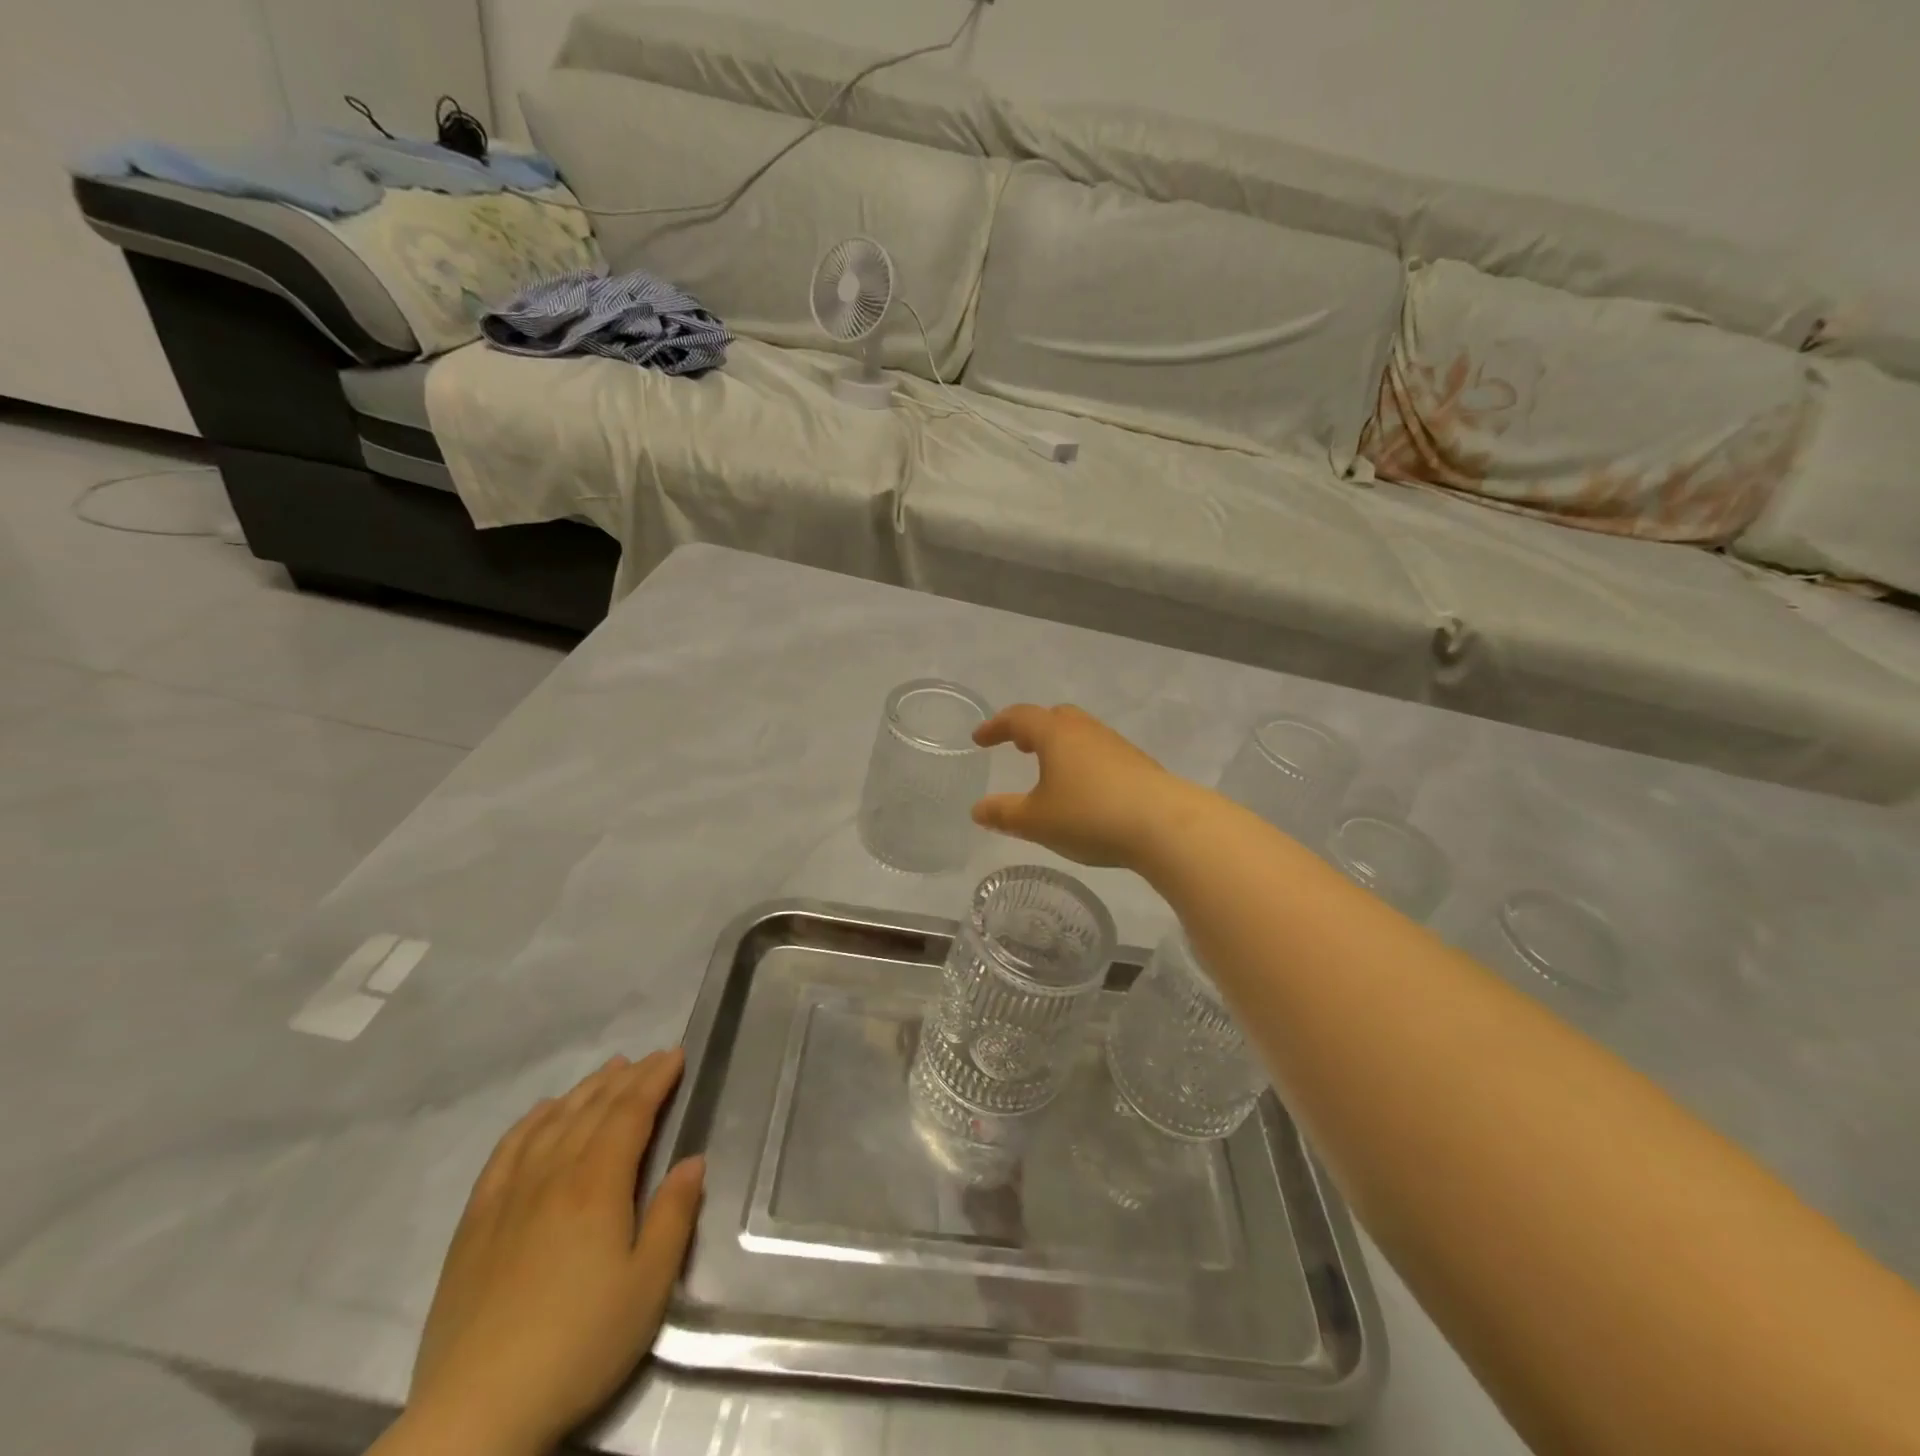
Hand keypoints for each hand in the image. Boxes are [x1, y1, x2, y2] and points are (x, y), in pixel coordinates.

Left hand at [390, 1051, 704, 1455]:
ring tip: (609, 1069)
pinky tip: (542, 1112)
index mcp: (597, 1185)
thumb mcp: (648, 1286)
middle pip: (593, 1109)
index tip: (676, 1055)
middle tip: (652, 1057)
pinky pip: (505, 1152)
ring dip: (585, 1090)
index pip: (631, 1112)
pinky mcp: (475, 1223)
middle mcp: (552, 1175)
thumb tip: (692, 1161)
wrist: (476, 1413)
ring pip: (552, 1122)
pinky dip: (529, 1122)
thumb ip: (674, 1216)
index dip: (655, 1079)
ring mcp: (508, 1196)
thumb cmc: (579, 1345)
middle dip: (627, 1077)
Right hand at [971, 704, 1194, 868]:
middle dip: (1032, 729)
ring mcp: (1116, 745)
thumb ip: (1004, 814)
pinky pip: (1099, 753)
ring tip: (1049, 771)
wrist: (1164, 824)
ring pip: (1080, 735)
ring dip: (1059, 746)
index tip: (979, 739)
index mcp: (1056, 734)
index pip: (1019, 718)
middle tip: (1018, 746)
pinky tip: (1083, 790)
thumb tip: (978, 809)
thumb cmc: (1089, 815)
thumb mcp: (1036, 821)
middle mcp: (1085, 730)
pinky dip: (1081, 762)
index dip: (996, 726)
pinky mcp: (1137, 765)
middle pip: (1054, 717)